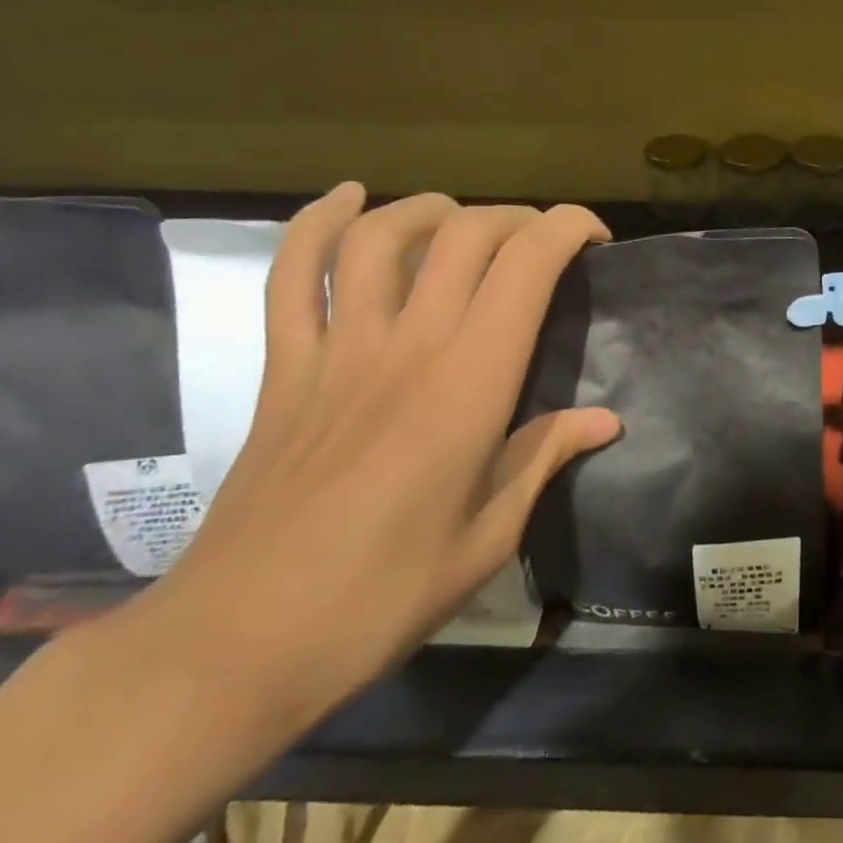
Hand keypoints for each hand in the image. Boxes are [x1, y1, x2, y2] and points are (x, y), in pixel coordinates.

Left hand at [127, 184, 620, 725]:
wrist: (237, 644)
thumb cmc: (381, 597)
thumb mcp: (489, 537)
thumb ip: (545, 458)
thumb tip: (605, 419)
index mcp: (469, 384)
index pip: (526, 266)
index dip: (567, 229)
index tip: (594, 242)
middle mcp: (407, 346)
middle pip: (464, 234)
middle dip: (516, 219)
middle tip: (541, 246)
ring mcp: (336, 350)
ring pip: (381, 237)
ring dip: (430, 210)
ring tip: (461, 219)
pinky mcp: (284, 367)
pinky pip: (292, 276)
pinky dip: (315, 224)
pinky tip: (345, 198)